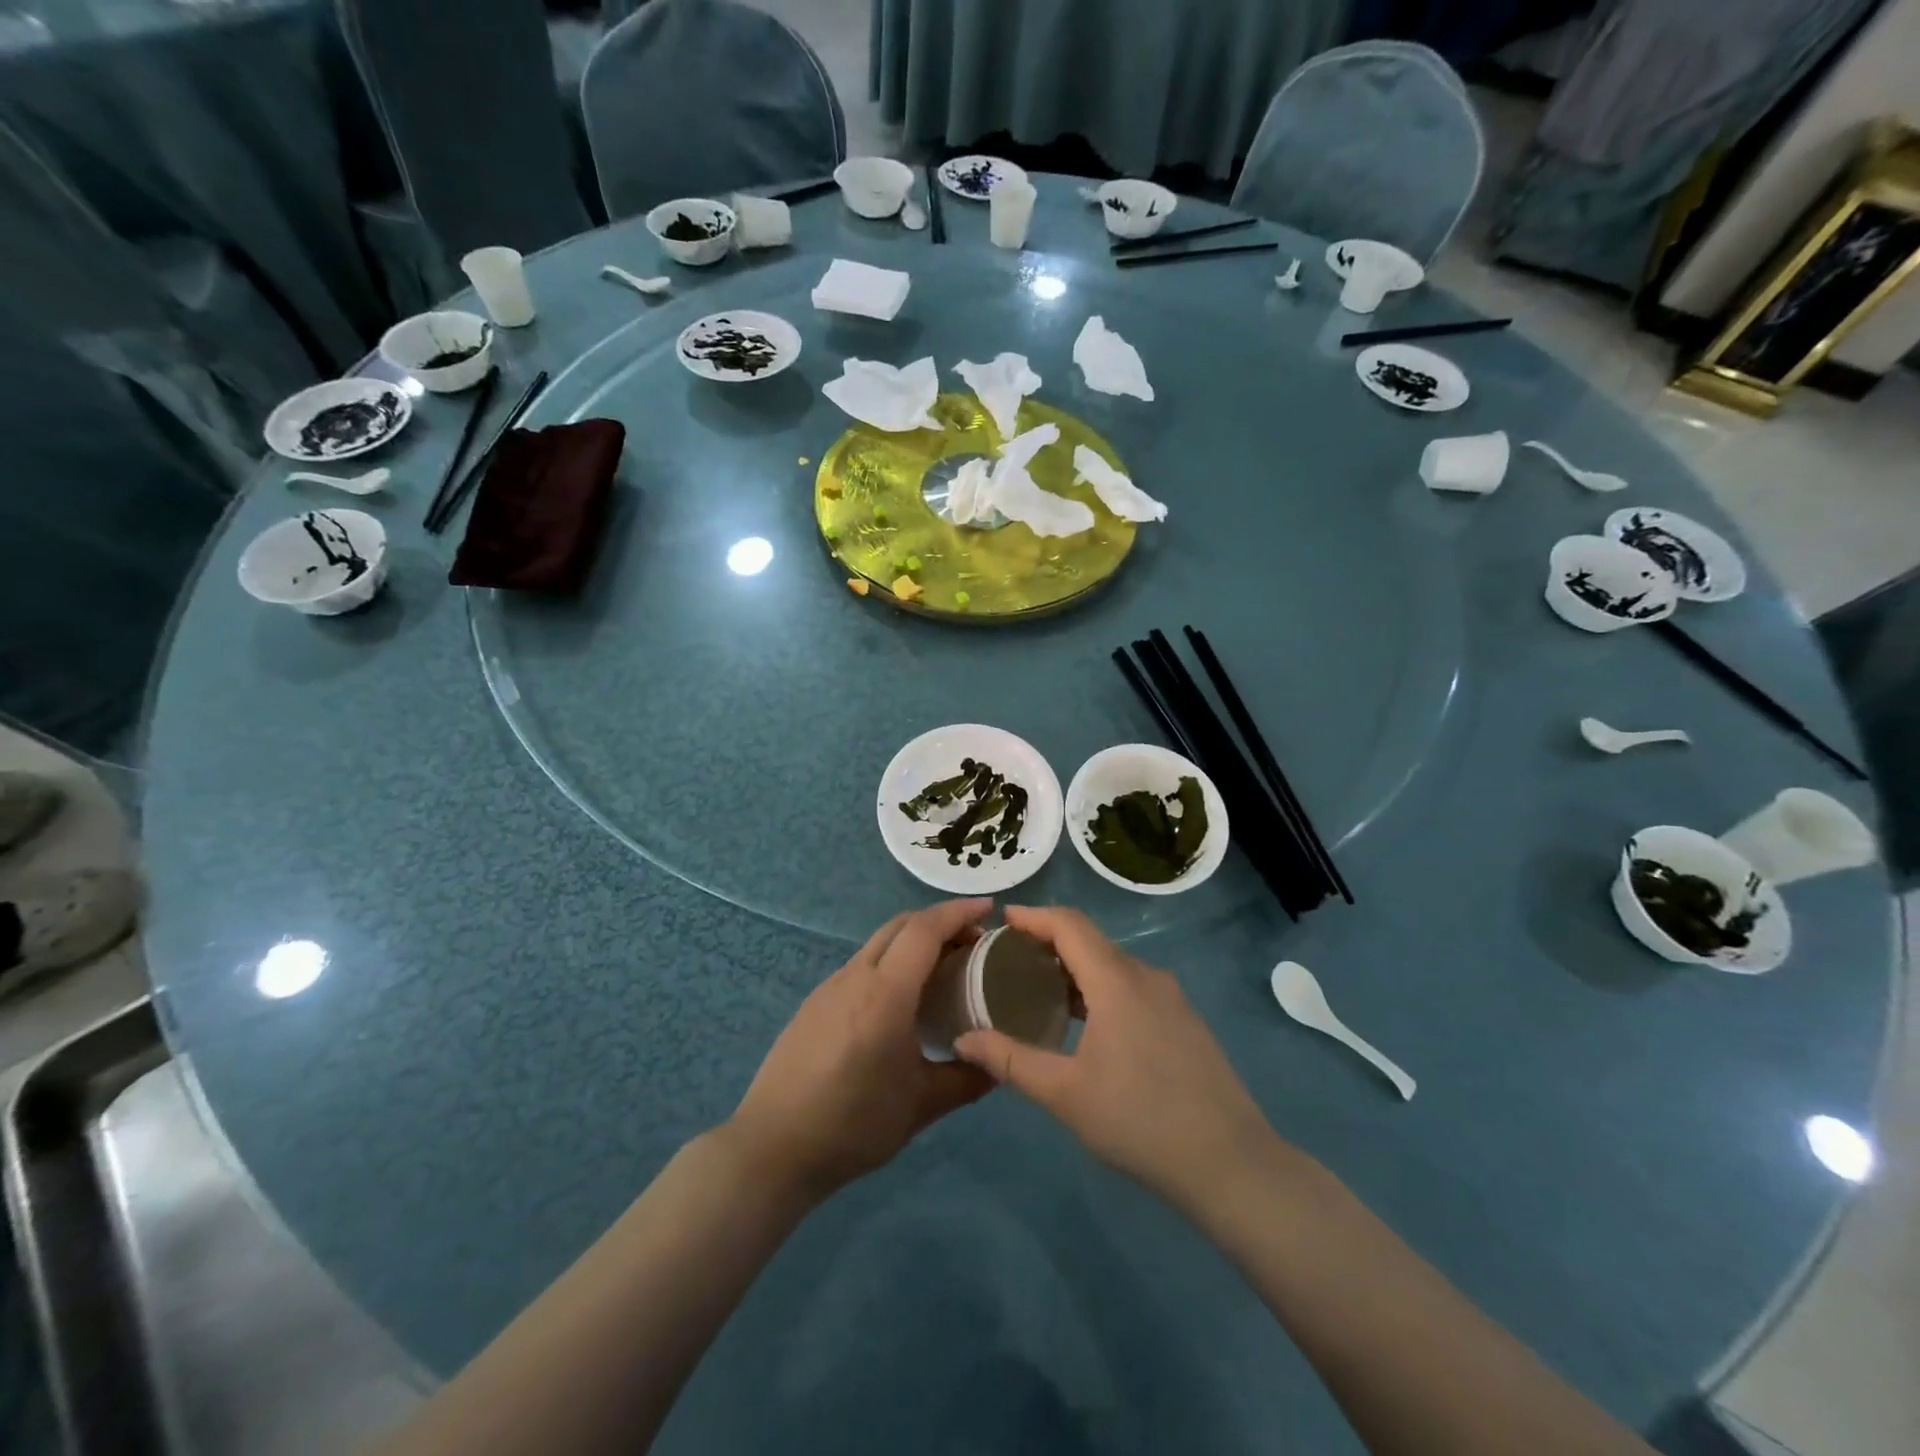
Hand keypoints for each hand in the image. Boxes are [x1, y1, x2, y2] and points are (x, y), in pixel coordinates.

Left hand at [727, 899, 996, 1200]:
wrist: (773, 1146)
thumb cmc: (853, 1124)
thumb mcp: (921, 1106)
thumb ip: (967, 1078)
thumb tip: (999, 1063)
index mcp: (885, 993)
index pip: (925, 930)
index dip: (958, 912)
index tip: (989, 909)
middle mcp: (856, 976)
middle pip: (901, 925)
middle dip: (939, 921)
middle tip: (973, 940)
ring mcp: (830, 986)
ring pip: (879, 942)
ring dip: (913, 940)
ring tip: (942, 966)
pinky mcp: (815, 1002)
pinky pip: (862, 964)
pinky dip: (891, 960)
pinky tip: (901, 996)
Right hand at [954, 905, 1275, 1208]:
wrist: (1231, 1163)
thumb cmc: (1140, 1122)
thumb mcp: (1065, 1094)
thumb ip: (1011, 1060)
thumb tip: (963, 1040)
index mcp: (1117, 981)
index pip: (1069, 924)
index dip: (1034, 916)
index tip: (1002, 921)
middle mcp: (1146, 976)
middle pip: (1091, 941)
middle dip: (1049, 941)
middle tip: (1010, 959)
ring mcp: (1171, 998)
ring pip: (1113, 965)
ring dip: (1075, 968)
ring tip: (1039, 988)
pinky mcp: (1184, 1020)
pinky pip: (1132, 985)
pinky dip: (1100, 988)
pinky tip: (1085, 1021)